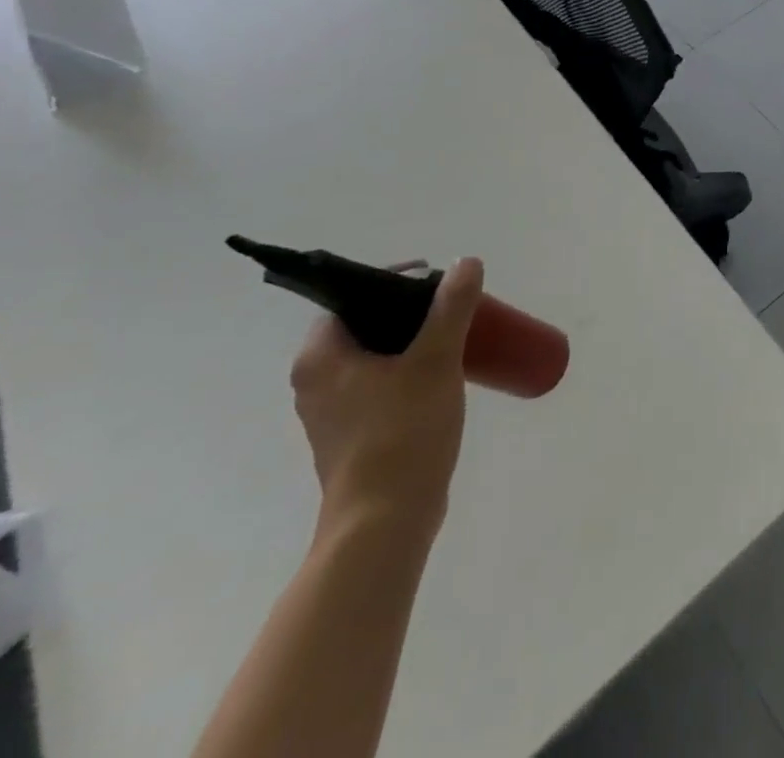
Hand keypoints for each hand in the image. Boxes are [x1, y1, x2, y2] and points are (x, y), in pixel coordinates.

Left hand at [291, 257, 483, 540]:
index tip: (435, 282)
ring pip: (376, 358)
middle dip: (411, 312)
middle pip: (366, 327)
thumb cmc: (402, 431)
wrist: (386, 521)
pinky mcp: (355, 437)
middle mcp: (316, 383)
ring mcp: (333, 414)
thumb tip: (466, 262)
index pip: (350, 299)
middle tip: (453, 306)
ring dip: (414, 343)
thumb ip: (451, 308)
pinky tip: (446, 375)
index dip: (392, 282)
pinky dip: (410, 371)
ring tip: (457, 336)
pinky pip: (382, 385)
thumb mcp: (434, 359)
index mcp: (321, 358)